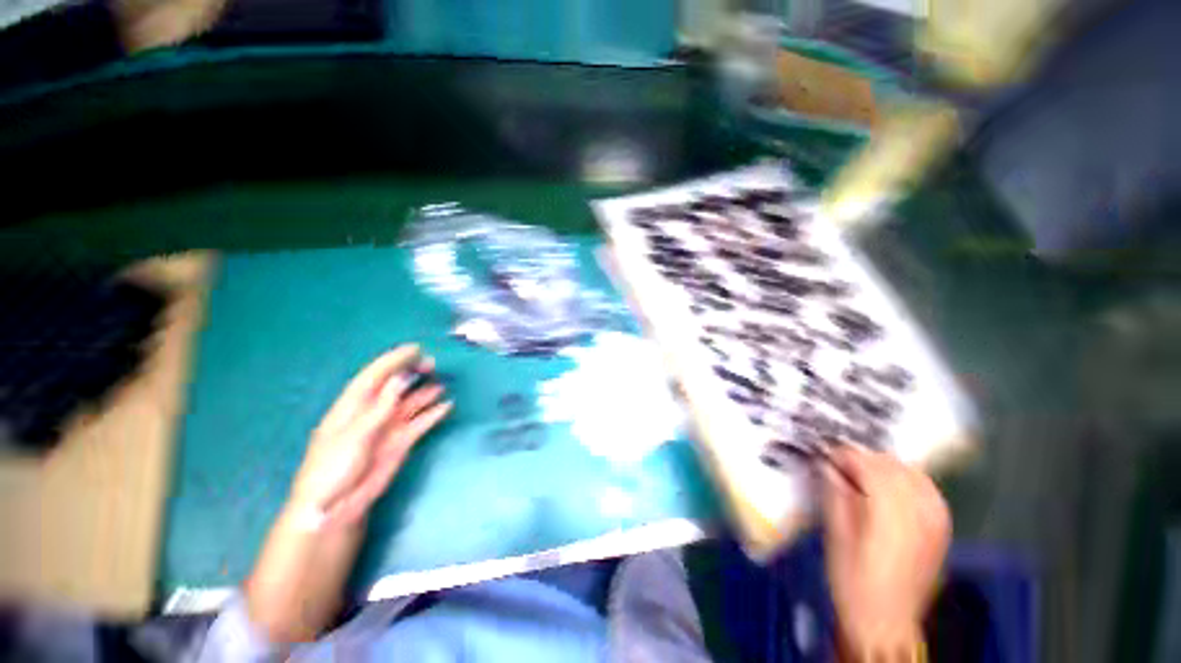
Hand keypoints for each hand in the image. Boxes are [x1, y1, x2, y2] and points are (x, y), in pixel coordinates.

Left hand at [289, 345, 451, 526]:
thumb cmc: (332, 468)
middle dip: (412, 373)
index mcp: (353, 406)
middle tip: (432, 364)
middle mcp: (372, 413)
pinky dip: (433, 415)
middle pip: (395, 387)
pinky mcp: (400, 443)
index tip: (415, 349)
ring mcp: (387, 428)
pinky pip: (420, 423)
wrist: (335, 508)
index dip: (394, 360)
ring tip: (442, 383)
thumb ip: (379, 407)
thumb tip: (400, 379)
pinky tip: (446, 407)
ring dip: (425, 392)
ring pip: (410, 404)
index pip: (375, 376)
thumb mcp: (353, 435)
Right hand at [821, 445, 950, 657]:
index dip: (846, 455)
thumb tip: (827, 465)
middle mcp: (917, 513)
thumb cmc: (852, 579)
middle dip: (864, 458)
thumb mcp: (836, 536)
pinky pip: (929, 491)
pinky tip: (895, 485)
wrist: (885, 621)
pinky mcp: (941, 530)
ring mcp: (935, 522)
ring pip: (913, 475)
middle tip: (840, 463)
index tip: (827, 454)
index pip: (870, 467)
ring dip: (886, 467)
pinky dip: (910, 479)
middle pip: (893, 467)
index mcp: (889, 514)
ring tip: (863, 472)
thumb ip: (835, 495)